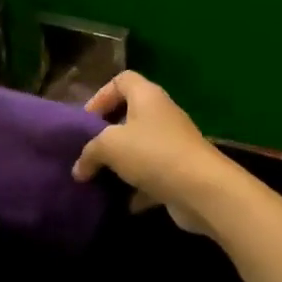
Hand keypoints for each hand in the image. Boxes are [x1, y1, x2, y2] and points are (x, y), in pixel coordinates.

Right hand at [72, 72, 227, 235]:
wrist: (202, 189)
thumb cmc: (153, 154)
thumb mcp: (110, 146)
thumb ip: (89, 152)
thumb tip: (78, 169)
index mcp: (147, 96)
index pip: (122, 80)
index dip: (101, 95)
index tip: (86, 120)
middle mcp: (162, 114)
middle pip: (130, 114)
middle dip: (108, 133)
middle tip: (89, 151)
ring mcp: (173, 143)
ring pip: (141, 147)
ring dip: (121, 163)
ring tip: (99, 177)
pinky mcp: (180, 171)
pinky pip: (152, 174)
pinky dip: (137, 188)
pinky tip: (121, 202)